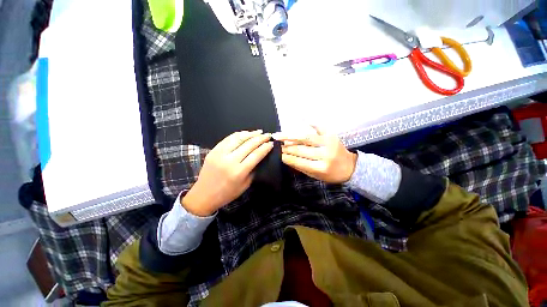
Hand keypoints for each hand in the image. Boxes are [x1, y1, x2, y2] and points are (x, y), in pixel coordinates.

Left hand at [182, 130, 272, 215]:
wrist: (204, 195)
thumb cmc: (227, 193)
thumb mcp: (245, 185)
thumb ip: (254, 170)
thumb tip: (261, 156)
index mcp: (239, 172)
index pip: (256, 155)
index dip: (265, 147)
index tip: (271, 143)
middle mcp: (229, 161)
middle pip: (249, 145)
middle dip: (260, 138)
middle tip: (268, 135)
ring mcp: (220, 154)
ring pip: (238, 139)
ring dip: (250, 134)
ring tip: (259, 132)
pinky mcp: (213, 150)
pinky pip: (228, 139)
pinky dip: (238, 134)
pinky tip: (245, 133)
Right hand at [275, 126, 356, 183]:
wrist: (350, 167)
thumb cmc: (331, 174)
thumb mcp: (315, 176)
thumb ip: (301, 167)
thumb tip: (286, 158)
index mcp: (320, 168)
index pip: (298, 161)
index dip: (286, 157)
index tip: (277, 154)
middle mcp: (325, 155)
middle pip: (300, 149)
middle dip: (286, 147)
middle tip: (276, 144)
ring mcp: (329, 143)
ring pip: (305, 137)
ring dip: (290, 136)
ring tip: (279, 135)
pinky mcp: (332, 135)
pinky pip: (319, 127)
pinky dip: (310, 123)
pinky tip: (300, 120)